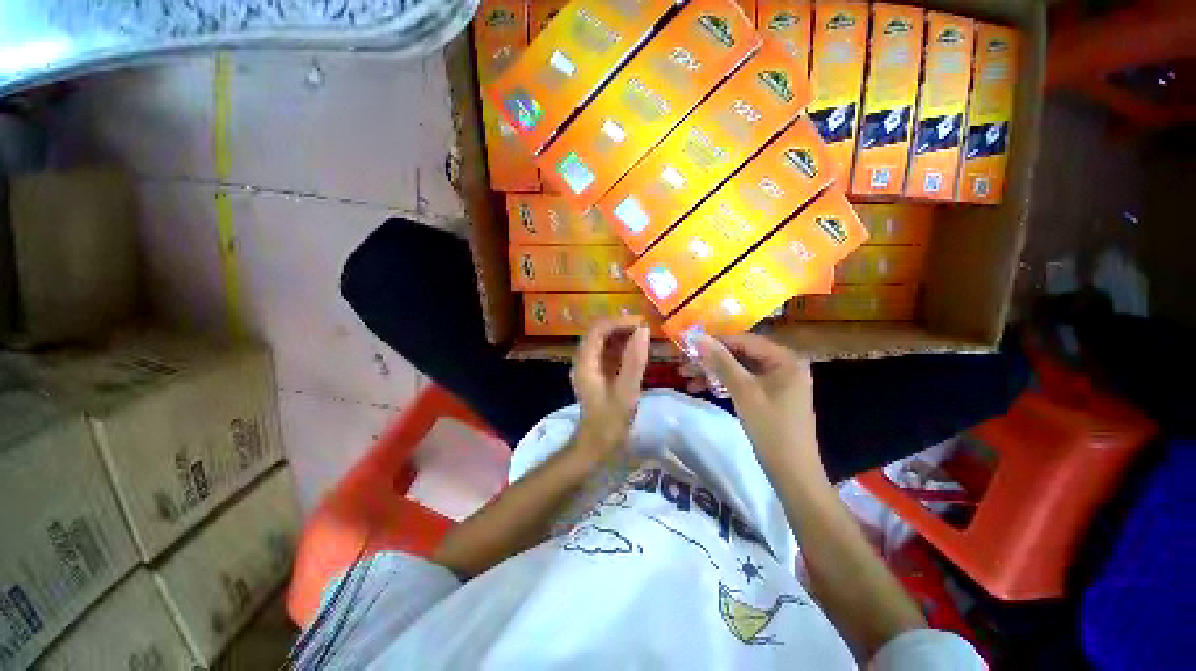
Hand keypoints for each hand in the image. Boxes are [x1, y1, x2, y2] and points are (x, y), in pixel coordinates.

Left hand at [569, 316, 650, 459]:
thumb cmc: (610, 421)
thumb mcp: (626, 391)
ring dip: (622, 334)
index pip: (598, 329)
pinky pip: (607, 351)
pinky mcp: (596, 372)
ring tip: (644, 336)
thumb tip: (643, 330)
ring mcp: (588, 366)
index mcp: (585, 362)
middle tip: (645, 328)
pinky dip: (621, 346)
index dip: (619, 321)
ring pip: (603, 340)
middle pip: (599, 331)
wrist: (596, 445)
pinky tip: (636, 350)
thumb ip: (634, 360)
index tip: (641, 323)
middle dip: (621, 325)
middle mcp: (583, 359)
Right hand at [688, 334, 820, 469]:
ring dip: (714, 373)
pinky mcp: (771, 395)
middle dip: (711, 361)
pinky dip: (725, 384)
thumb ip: (721, 362)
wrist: (792, 472)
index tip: (689, 348)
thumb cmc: (770, 427)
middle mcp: (784, 364)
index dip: (715, 343)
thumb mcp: (743, 391)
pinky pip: (744, 382)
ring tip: (687, 379)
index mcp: (785, 359)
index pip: (744, 341)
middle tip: (684, 366)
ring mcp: (778, 381)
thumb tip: (698, 338)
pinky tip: (703, 388)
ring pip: (739, 369)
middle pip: (741, 355)